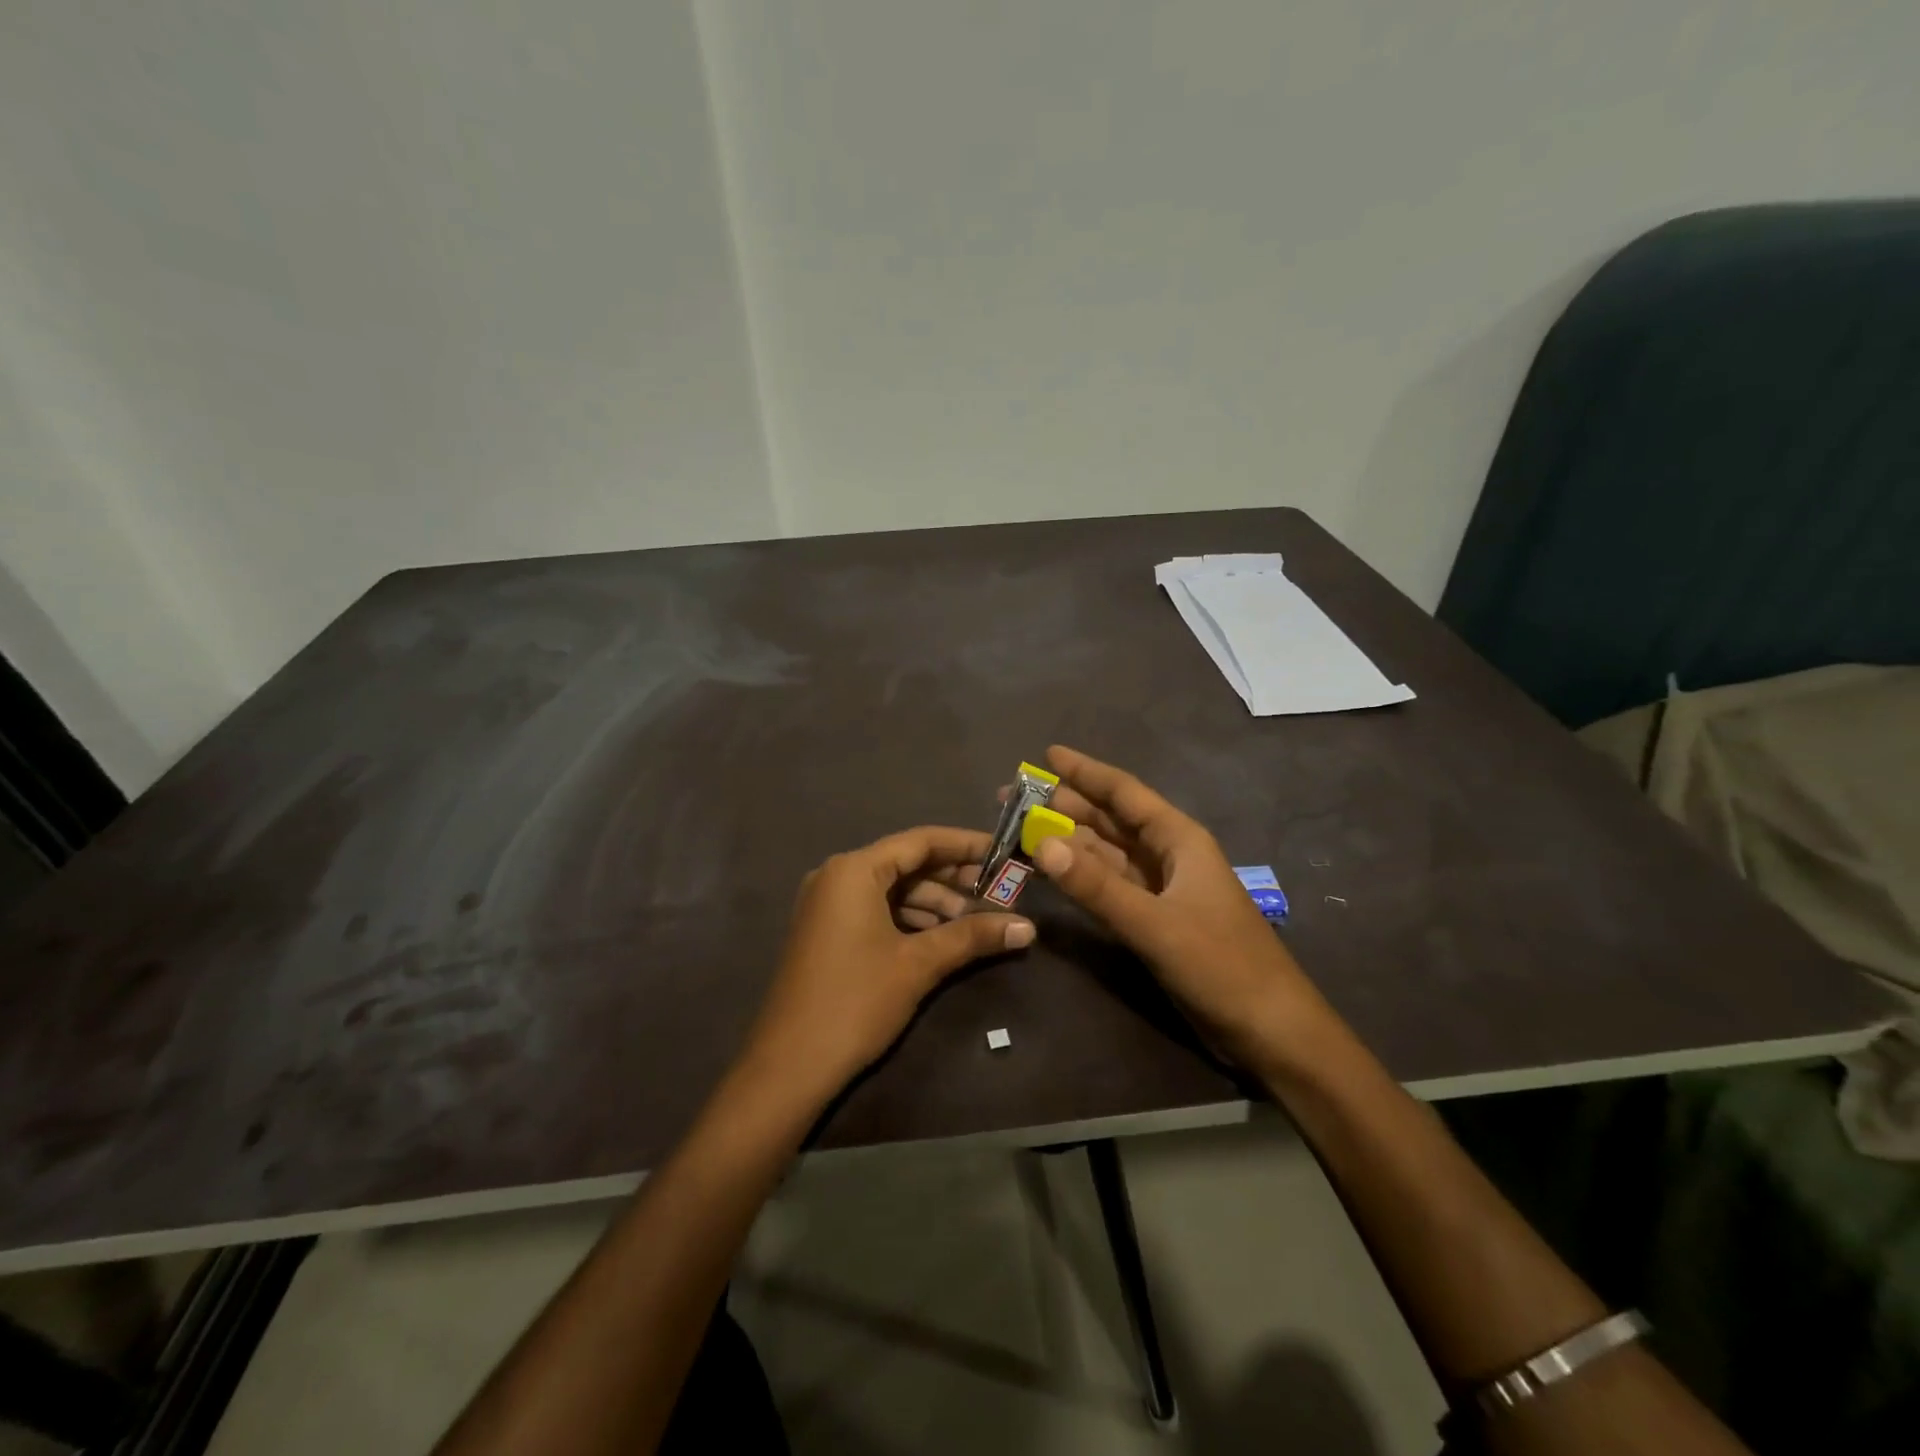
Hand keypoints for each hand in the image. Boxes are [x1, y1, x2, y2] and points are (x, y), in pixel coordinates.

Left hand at [741, 826, 1034, 1101]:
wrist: (789, 1066)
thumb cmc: (856, 1001)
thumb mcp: (918, 964)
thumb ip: (972, 937)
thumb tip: (1028, 928)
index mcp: (854, 869)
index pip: (921, 841)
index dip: (966, 845)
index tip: (1004, 854)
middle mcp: (837, 875)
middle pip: (906, 863)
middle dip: (953, 878)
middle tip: (999, 893)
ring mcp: (828, 904)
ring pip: (892, 890)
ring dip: (934, 903)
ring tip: (977, 922)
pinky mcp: (827, 931)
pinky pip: (876, 909)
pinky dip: (910, 919)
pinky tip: (942, 937)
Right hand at [1023, 746, 1323, 1069]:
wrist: (1271, 1030)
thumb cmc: (1222, 966)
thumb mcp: (1155, 924)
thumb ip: (1097, 886)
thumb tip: (1041, 844)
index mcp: (1178, 839)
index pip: (1124, 793)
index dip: (1085, 772)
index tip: (1045, 754)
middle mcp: (1168, 855)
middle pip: (1110, 820)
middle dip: (1064, 807)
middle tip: (1012, 801)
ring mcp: (1161, 889)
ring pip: (1106, 854)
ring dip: (1067, 843)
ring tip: (1020, 833)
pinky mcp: (1154, 920)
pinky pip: (1108, 887)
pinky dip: (1079, 878)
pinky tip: (1050, 875)